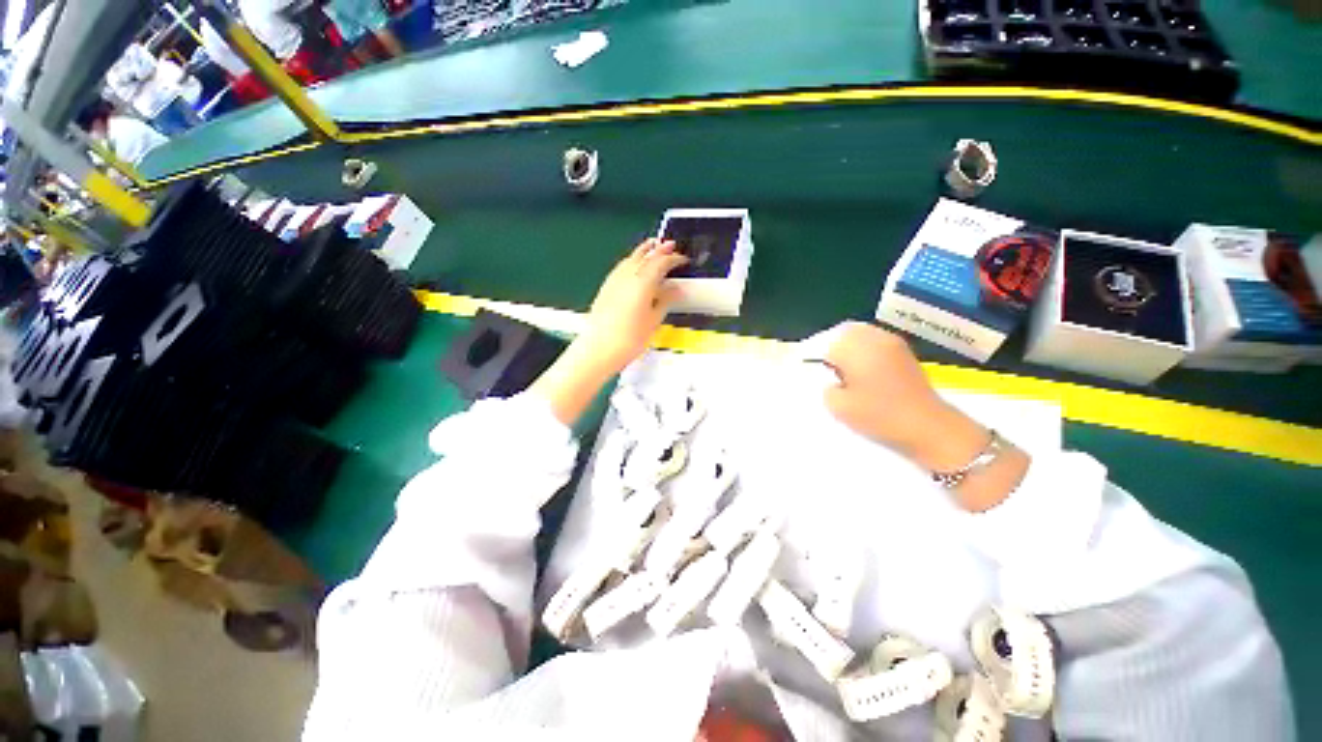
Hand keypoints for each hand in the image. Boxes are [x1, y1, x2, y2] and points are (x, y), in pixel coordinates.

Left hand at [577, 239, 687, 375]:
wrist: (599, 349)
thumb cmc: (629, 339)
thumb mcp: (654, 320)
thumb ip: (666, 301)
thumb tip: (676, 290)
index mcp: (643, 282)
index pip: (661, 262)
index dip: (674, 259)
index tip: (683, 260)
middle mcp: (627, 275)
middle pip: (645, 255)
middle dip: (659, 249)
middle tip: (671, 245)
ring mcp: (614, 279)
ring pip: (631, 258)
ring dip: (644, 251)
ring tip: (653, 247)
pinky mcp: (606, 287)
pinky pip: (621, 266)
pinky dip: (631, 260)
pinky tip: (633, 265)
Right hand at [817, 322, 985, 469]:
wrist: (929, 427)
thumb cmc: (880, 416)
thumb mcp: (839, 407)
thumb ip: (825, 387)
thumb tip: (829, 378)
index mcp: (857, 349)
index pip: (825, 342)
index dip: (814, 356)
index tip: (809, 369)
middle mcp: (874, 338)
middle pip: (843, 332)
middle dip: (830, 346)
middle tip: (824, 366)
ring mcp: (892, 343)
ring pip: (860, 333)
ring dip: (847, 345)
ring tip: (842, 367)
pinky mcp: (903, 351)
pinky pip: (875, 340)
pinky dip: (863, 348)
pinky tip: (862, 368)